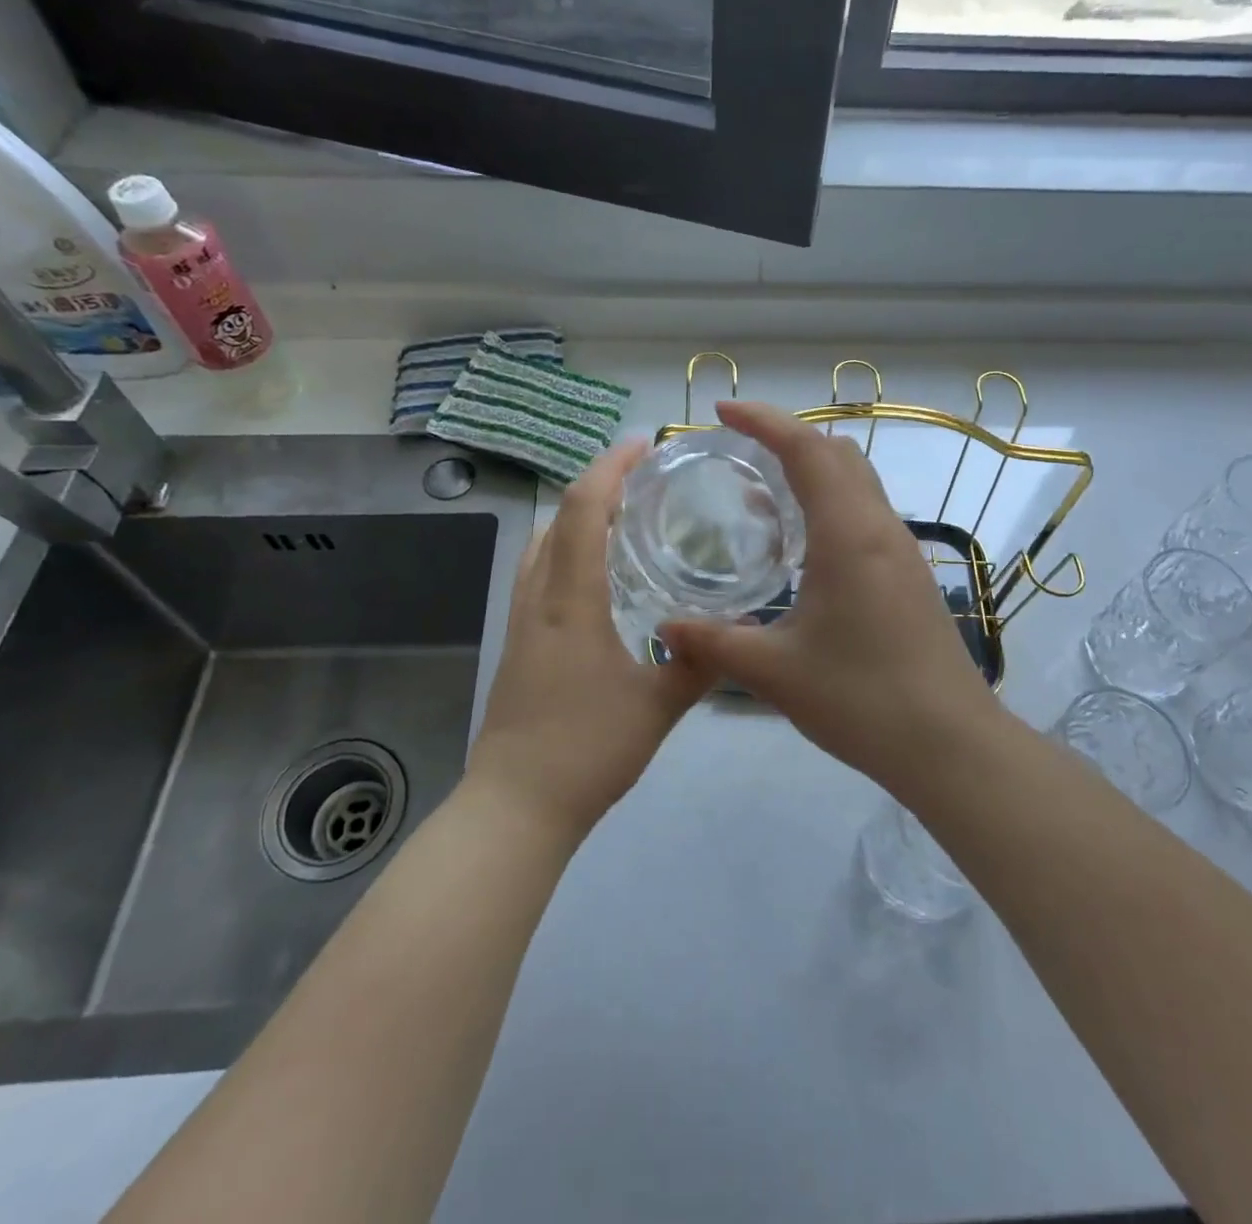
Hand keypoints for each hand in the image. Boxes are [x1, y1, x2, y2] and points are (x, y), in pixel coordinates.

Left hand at [468, 438, 714, 840]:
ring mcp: (521, 621)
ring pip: (541, 545)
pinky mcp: (517, 643)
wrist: (516, 804)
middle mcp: (538, 598)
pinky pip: (538, 574)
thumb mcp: (658, 707)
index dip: (609, 469)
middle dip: (595, 485)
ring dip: (575, 517)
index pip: (582, 511)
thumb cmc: (587, 750)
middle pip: (556, 518)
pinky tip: (597, 577)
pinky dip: (564, 550)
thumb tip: (736, 633)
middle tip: (641, 481)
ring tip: (621, 518)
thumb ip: (698, 665)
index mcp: (571, 601)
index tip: (641, 446)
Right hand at [663, 402, 1001, 790]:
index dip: (763, 420)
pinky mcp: (909, 575)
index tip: (721, 412)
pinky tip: (800, 544)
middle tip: (737, 449)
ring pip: (856, 481)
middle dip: (786, 436)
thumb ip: (714, 643)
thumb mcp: (774, 672)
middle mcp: (880, 528)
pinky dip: (830, 502)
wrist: (949, 744)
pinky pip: (865, 513)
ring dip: (811, 469)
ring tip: (760, 491)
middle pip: (836, 452)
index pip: (806, 449)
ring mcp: (901, 550)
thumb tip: (665, 628)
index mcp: (848, 533)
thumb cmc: (861, 699)